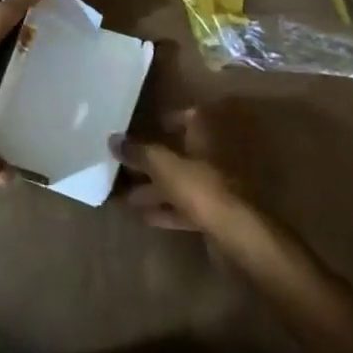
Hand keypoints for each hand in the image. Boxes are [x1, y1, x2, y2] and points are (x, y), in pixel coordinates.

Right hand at [111, 109, 274, 244]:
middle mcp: (216, 156)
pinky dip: (168, 209)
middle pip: (181, 152)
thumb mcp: (163, 166)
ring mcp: (219, 187)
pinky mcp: (218, 214)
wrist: (239, 236)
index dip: (167, 120)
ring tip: (128, 196)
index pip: (190, 116)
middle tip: (126, 166)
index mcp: (207, 135)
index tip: (144, 128)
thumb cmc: (202, 188)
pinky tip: (146, 217)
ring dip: (157, 188)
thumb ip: (138, 152)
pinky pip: (187, 206)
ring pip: (182, 181)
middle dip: (153, 160)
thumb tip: (113, 139)